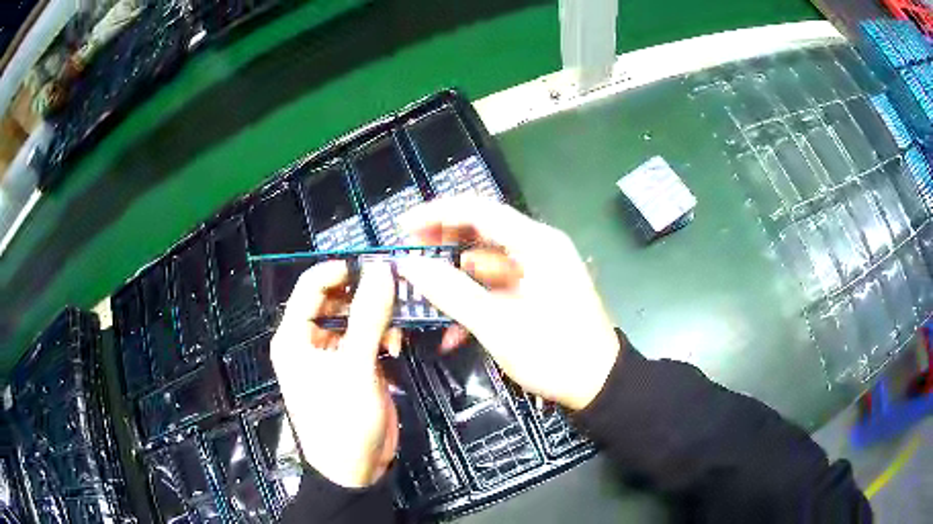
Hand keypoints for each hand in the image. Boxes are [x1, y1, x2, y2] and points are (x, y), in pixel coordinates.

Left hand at [271, 261, 401, 487]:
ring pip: (355, 317)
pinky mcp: (353, 367)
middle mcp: (309, 340)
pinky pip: (367, 338)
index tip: (376, 267)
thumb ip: (369, 316)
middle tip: (398, 292)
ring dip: (378, 317)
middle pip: (336, 299)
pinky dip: (383, 337)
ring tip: (398, 327)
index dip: (340, 271)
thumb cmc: (343, 420)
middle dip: (366, 295)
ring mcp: (332, 354)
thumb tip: (381, 269)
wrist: (356, 470)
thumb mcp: (356, 367)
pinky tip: (397, 347)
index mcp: (294, 336)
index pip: (311, 285)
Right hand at [396, 197, 620, 410]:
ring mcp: (540, 269)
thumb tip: (410, 265)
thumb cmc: (555, 354)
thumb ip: (452, 292)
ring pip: (487, 260)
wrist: (600, 385)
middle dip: (443, 243)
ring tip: (423, 292)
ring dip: (456, 276)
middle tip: (409, 257)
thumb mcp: (499, 326)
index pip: (478, 211)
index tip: (403, 227)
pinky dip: (476, 298)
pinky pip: (499, 284)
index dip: (437, 214)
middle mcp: (540, 247)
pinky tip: (453, 327)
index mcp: (537, 244)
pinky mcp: (539, 290)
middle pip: (482, 231)